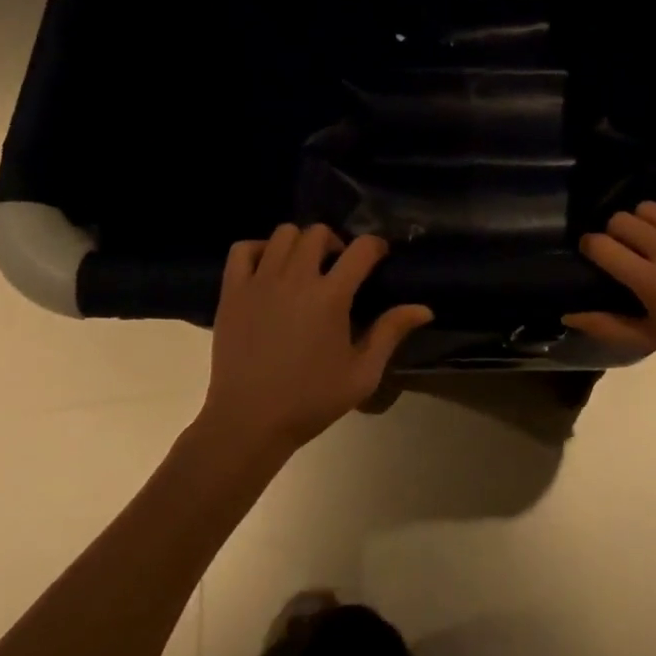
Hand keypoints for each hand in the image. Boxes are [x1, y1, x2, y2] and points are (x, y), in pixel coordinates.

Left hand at [201, 224, 432, 454]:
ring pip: (283, 234)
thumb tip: (424, 308)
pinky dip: (257, 249)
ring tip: (303, 268)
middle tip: (338, 268)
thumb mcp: (362, 374)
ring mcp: (259, 282)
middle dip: (335, 243)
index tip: (379, 258)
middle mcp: (295, 279)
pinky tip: (267, 270)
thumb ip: (390, 333)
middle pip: (318, 232)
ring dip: (299, 243)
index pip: (362, 248)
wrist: (248, 422)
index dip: (376, 247)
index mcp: (331, 297)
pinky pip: (242, 249)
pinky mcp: (232, 291)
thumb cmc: (310, 401)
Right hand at [562, 203, 655, 382]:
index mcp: (652, 282)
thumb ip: (609, 323)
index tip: (596, 254)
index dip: (592, 246)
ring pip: (652, 208)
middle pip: (623, 219)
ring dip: (648, 224)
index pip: (601, 245)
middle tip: (631, 251)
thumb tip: (567, 313)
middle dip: (618, 233)